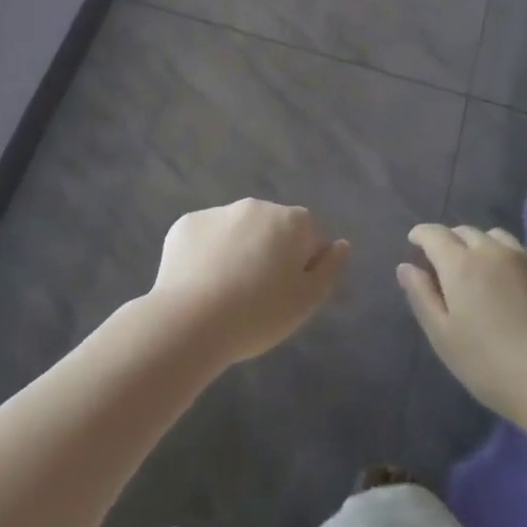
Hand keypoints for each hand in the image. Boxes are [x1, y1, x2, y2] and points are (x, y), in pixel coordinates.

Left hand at [147, 200, 349, 366]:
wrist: (189, 321)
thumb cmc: (258, 314)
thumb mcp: (307, 301)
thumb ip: (330, 269)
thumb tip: (340, 245)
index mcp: (290, 220)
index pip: (309, 235)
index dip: (303, 265)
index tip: (288, 294)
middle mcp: (256, 205)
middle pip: (272, 229)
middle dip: (269, 252)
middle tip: (257, 296)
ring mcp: (218, 212)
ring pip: (237, 231)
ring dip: (238, 251)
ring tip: (225, 293)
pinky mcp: (186, 224)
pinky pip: (205, 237)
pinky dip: (206, 254)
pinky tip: (199, 284)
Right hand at [398, 224, 526, 424]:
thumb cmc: (492, 367)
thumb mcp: (444, 338)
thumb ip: (422, 297)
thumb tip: (406, 266)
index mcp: (461, 264)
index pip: (434, 234)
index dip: (421, 235)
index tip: (415, 244)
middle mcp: (493, 251)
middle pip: (465, 231)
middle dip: (451, 241)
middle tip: (447, 265)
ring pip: (497, 237)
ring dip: (482, 246)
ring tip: (483, 270)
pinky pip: (525, 253)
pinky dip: (511, 259)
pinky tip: (516, 284)